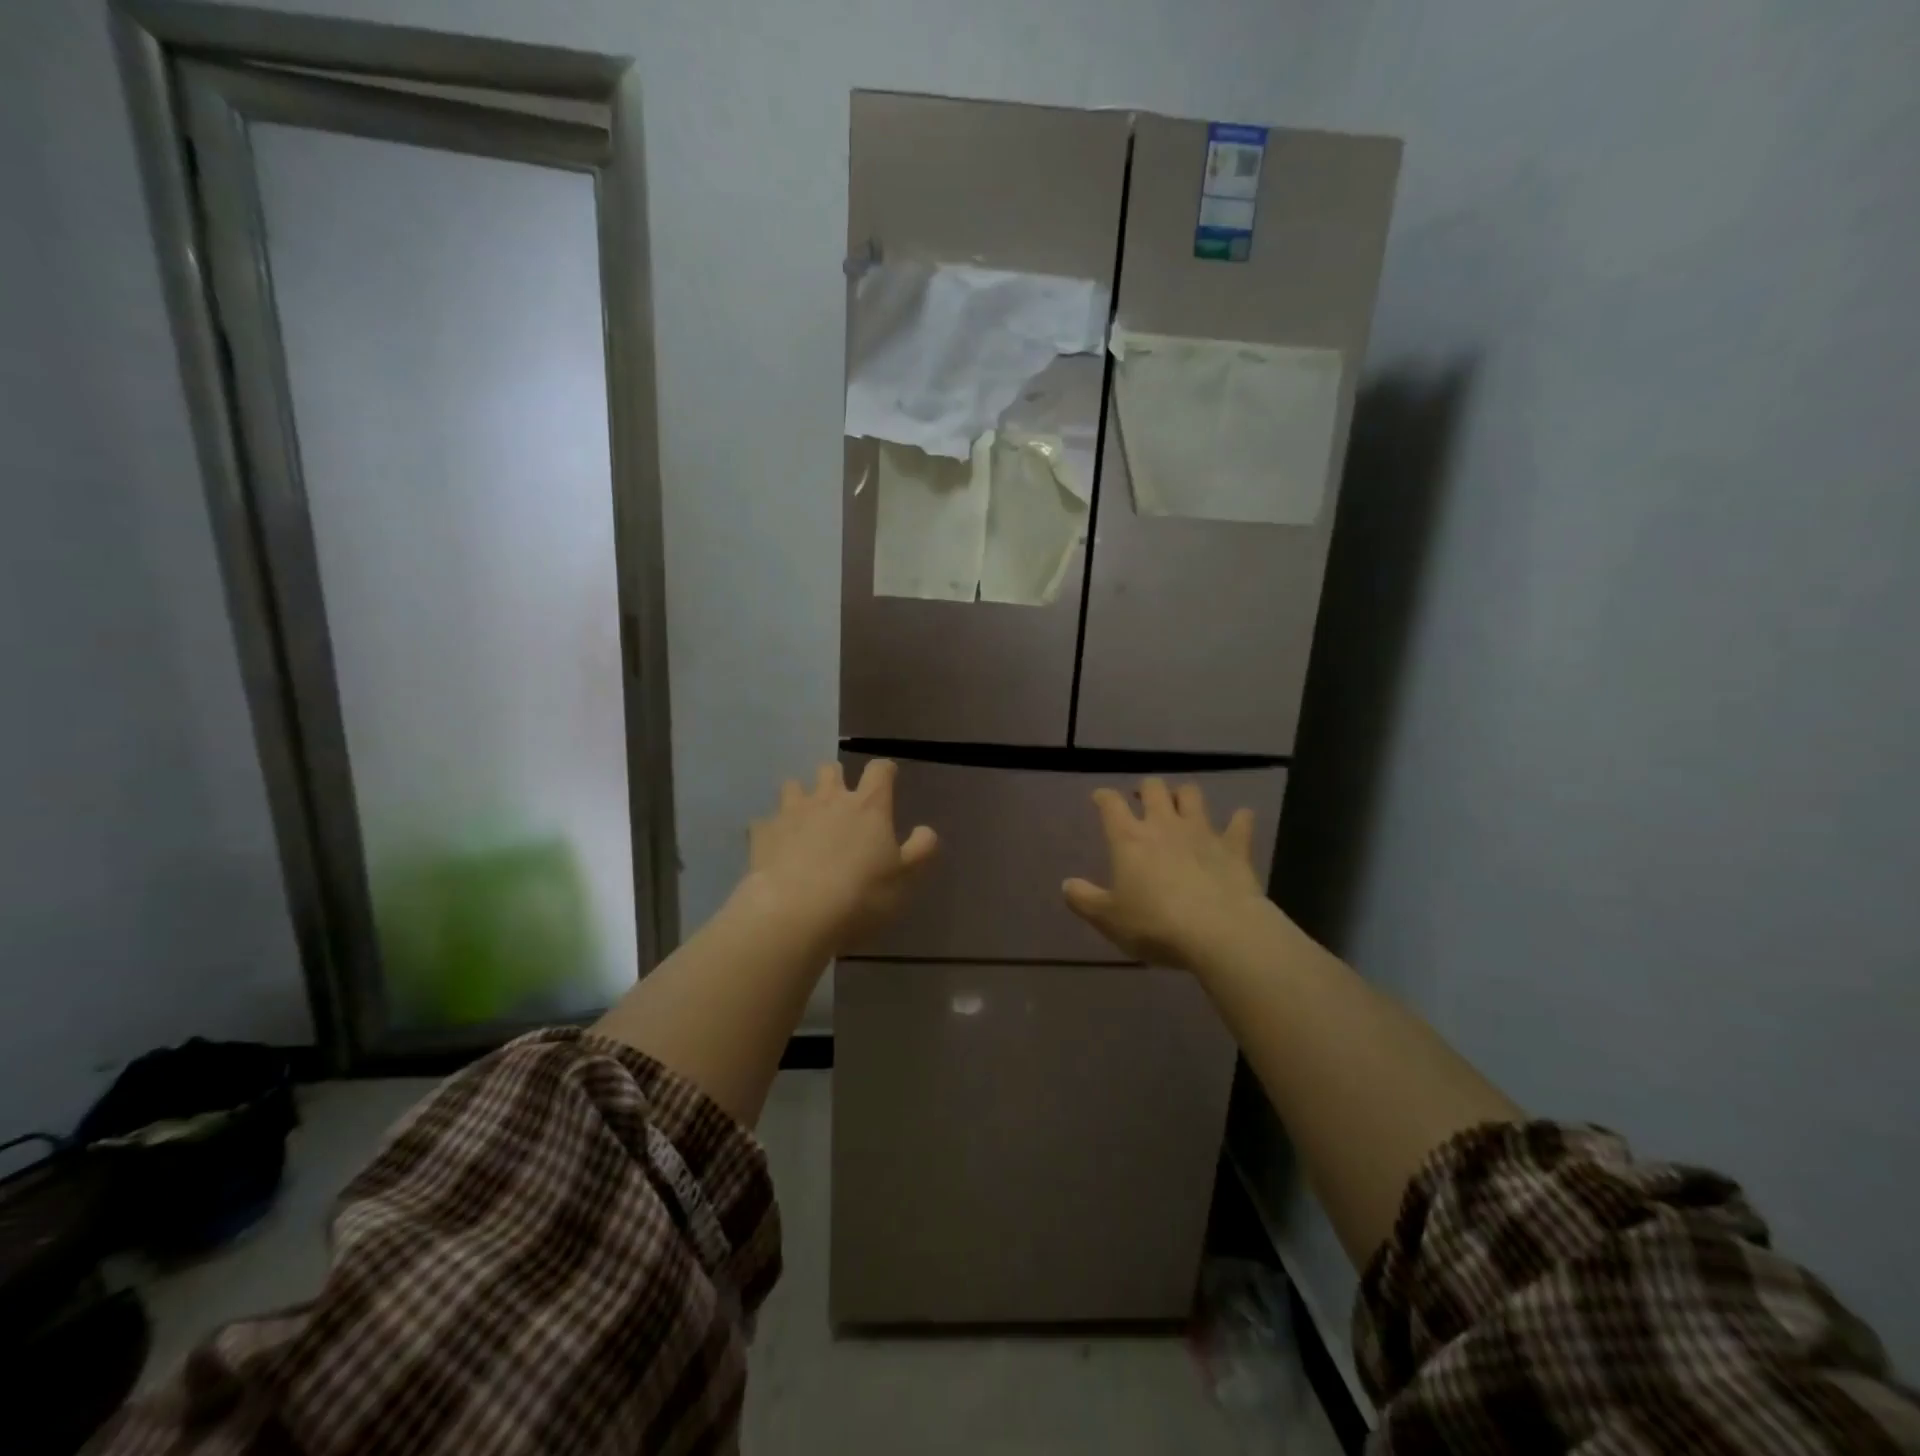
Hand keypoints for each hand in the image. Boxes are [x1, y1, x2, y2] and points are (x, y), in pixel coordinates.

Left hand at [741, 759, 936, 950]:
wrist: (795, 914)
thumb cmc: (860, 895)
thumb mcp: (905, 878)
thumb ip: (920, 850)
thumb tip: (926, 830)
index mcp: (868, 806)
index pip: (880, 771)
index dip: (885, 771)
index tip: (888, 779)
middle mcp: (829, 799)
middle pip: (830, 769)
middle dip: (836, 778)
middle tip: (841, 800)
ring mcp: (791, 813)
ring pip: (793, 786)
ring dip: (800, 795)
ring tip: (804, 817)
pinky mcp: (762, 833)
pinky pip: (763, 822)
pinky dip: (770, 830)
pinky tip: (774, 847)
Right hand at [1063, 778, 1265, 970]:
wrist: (1219, 932)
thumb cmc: (1155, 925)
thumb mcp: (1108, 919)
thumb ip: (1084, 900)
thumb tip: (1066, 884)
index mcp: (1129, 839)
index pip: (1110, 804)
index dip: (1103, 797)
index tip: (1100, 798)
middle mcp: (1164, 825)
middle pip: (1153, 788)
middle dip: (1145, 789)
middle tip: (1142, 800)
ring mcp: (1202, 832)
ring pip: (1192, 795)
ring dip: (1184, 795)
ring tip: (1181, 805)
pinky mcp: (1235, 847)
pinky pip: (1240, 822)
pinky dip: (1239, 819)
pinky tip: (1239, 820)